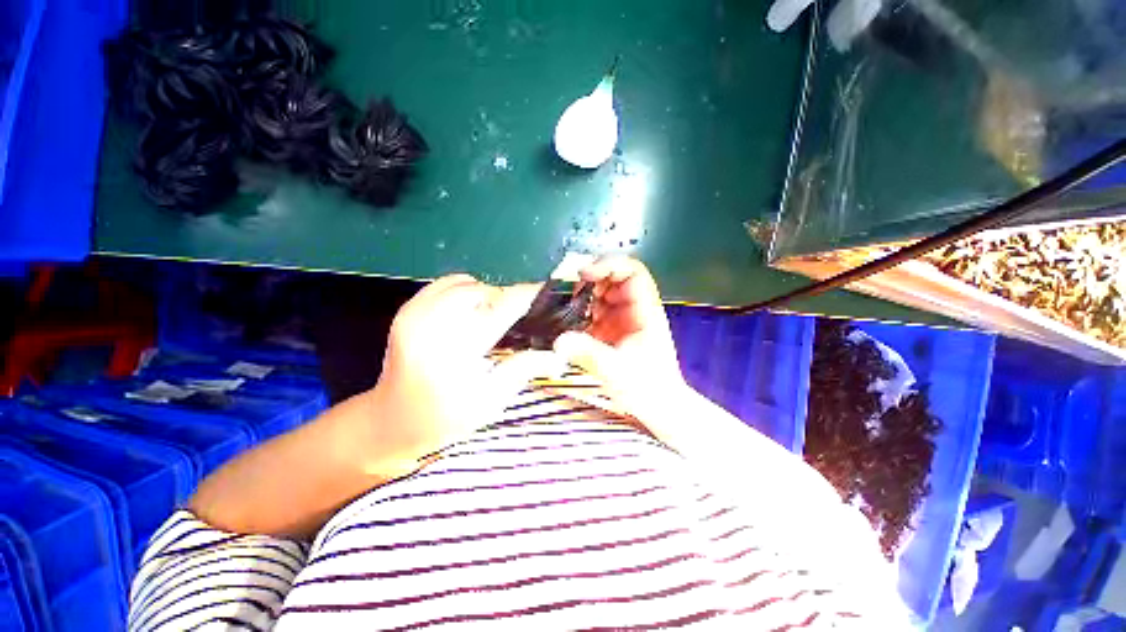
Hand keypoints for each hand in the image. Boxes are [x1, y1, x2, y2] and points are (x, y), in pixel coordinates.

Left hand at [367, 275, 565, 466]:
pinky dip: (465, 290)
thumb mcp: (489, 402)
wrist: (391, 421)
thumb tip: (559, 355)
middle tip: (517, 320)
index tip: (548, 291)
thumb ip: (522, 369)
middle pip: (484, 291)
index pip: (501, 309)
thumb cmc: (444, 418)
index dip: (528, 296)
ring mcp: (414, 312)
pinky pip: (445, 283)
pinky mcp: (407, 309)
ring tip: (492, 318)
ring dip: (486, 295)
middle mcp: (431, 324)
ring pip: (465, 283)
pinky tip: (470, 312)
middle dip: (506, 300)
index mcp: (454, 351)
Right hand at [553, 257, 687, 415]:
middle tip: (568, 291)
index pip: (632, 272)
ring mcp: (621, 319)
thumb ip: (588, 354)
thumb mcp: (617, 371)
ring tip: (564, 307)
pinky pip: (592, 312)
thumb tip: (558, 341)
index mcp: (645, 310)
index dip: (609, 265)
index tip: (584, 273)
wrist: (658, 407)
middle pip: (612, 279)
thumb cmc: (648, 388)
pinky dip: (578, 313)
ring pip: (600, 294)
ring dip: (582, 296)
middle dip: (589, 280)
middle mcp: (633, 309)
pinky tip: (567, 322)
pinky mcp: (610, 330)